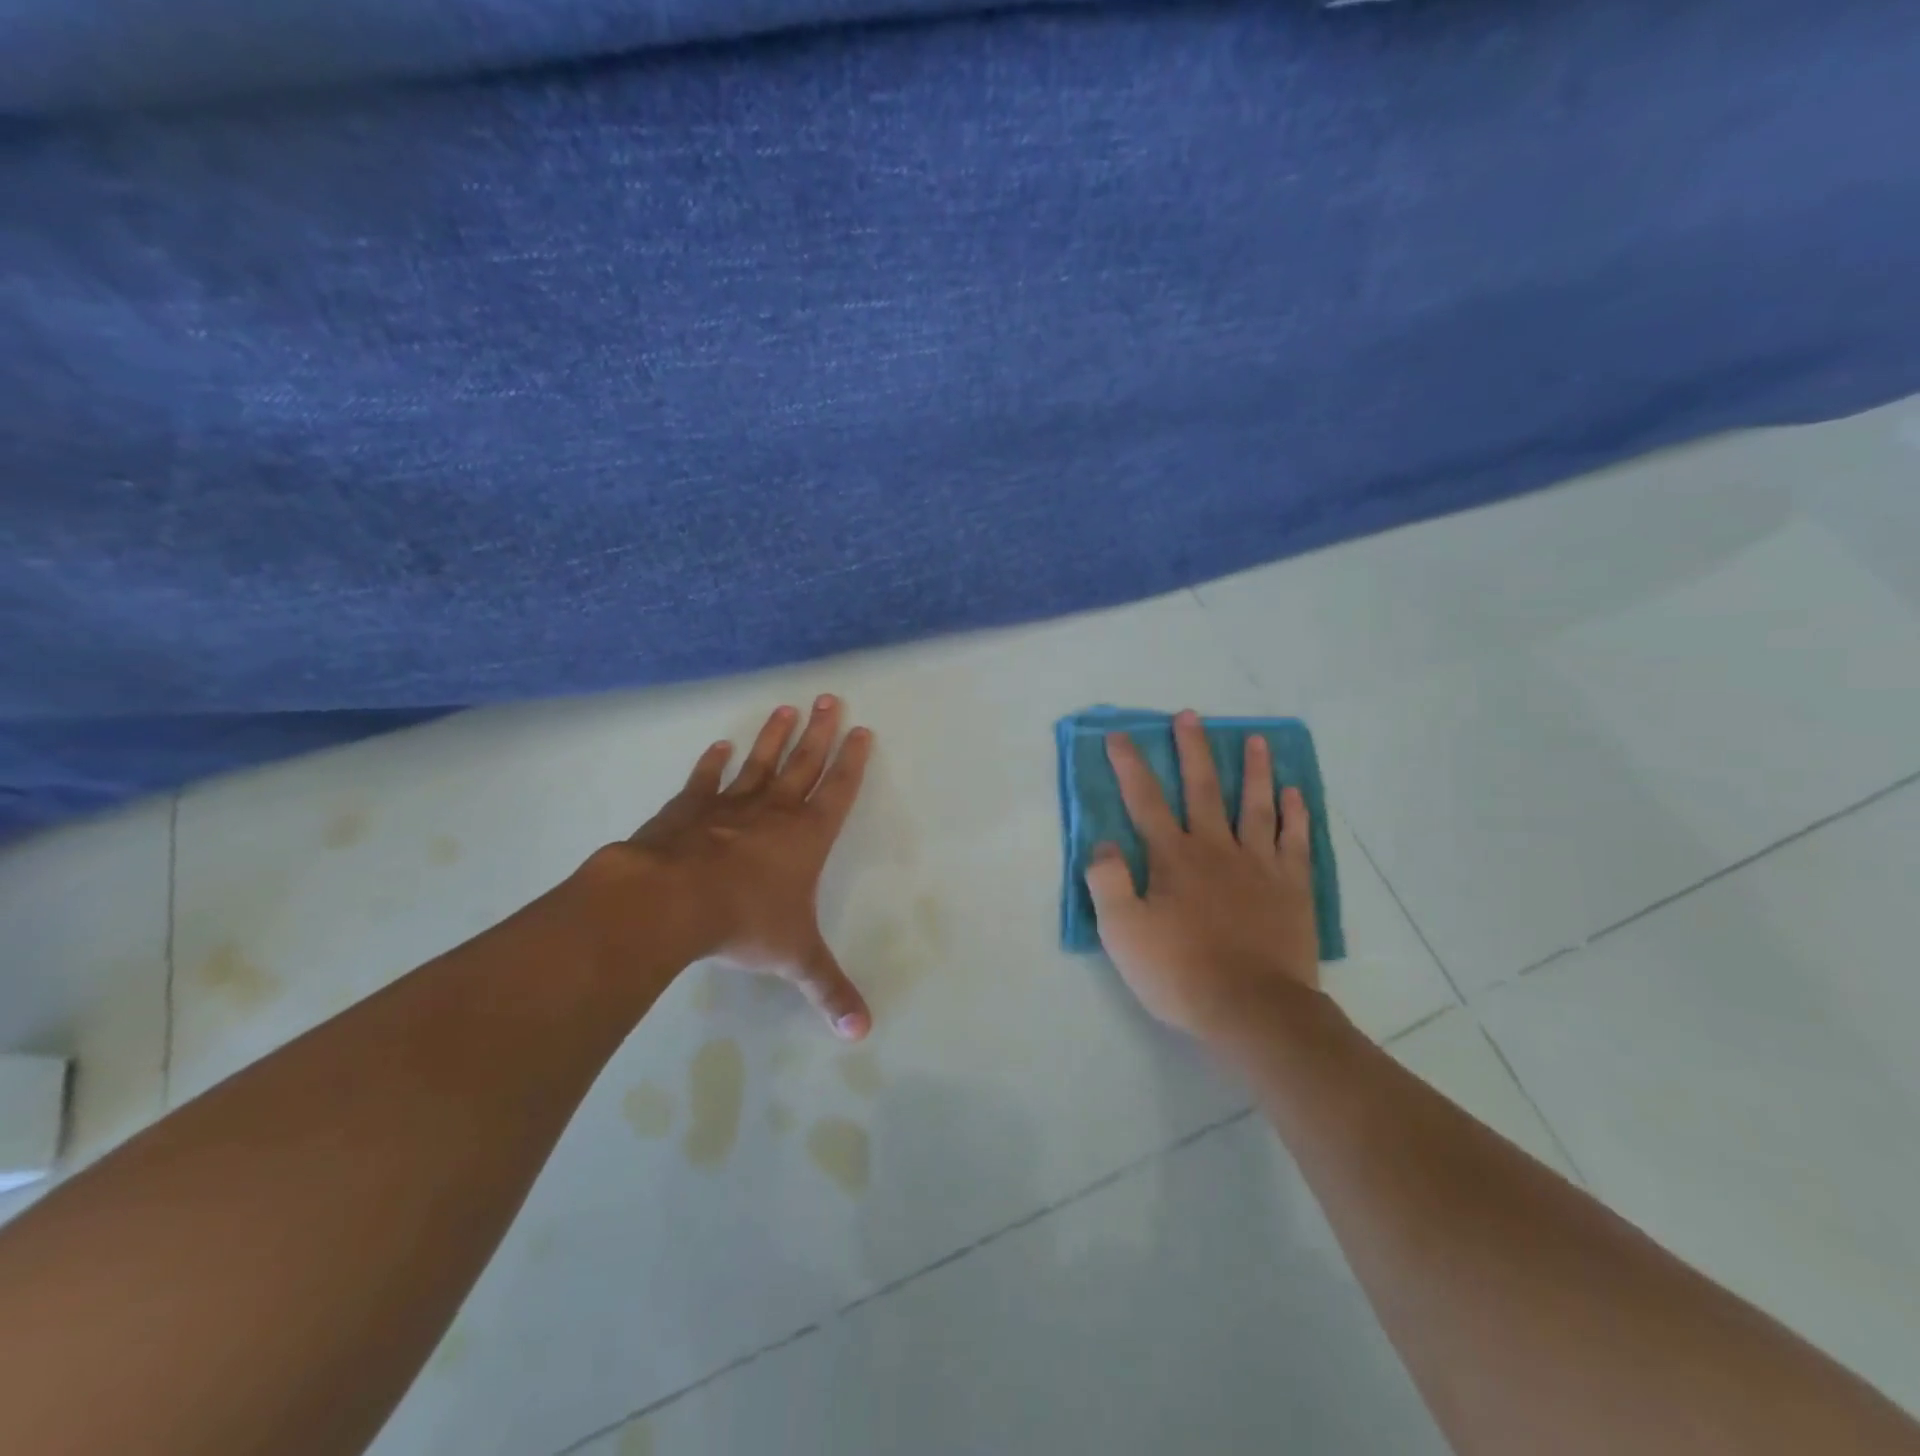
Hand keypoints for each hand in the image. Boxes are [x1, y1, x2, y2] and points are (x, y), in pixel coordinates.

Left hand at [594, 696, 874, 1038]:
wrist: (671, 902)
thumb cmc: (744, 922)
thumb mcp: (794, 959)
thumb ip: (828, 990)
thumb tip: (862, 1034)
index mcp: (806, 837)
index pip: (839, 791)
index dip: (852, 762)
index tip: (861, 731)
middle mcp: (773, 812)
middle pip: (803, 763)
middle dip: (820, 733)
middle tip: (829, 698)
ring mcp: (729, 806)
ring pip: (759, 763)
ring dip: (774, 736)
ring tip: (785, 708)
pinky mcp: (688, 810)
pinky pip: (705, 782)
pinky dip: (711, 765)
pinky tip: (718, 747)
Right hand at [1085, 710, 1321, 1037]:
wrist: (1253, 1009)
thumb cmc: (1180, 972)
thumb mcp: (1122, 933)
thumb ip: (1107, 882)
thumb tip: (1103, 843)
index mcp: (1172, 858)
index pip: (1145, 800)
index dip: (1130, 765)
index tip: (1120, 735)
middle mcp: (1215, 848)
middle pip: (1202, 788)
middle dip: (1192, 750)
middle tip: (1190, 715)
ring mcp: (1258, 864)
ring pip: (1255, 804)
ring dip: (1253, 769)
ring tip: (1256, 739)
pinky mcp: (1291, 886)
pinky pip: (1295, 840)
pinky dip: (1294, 813)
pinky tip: (1293, 793)